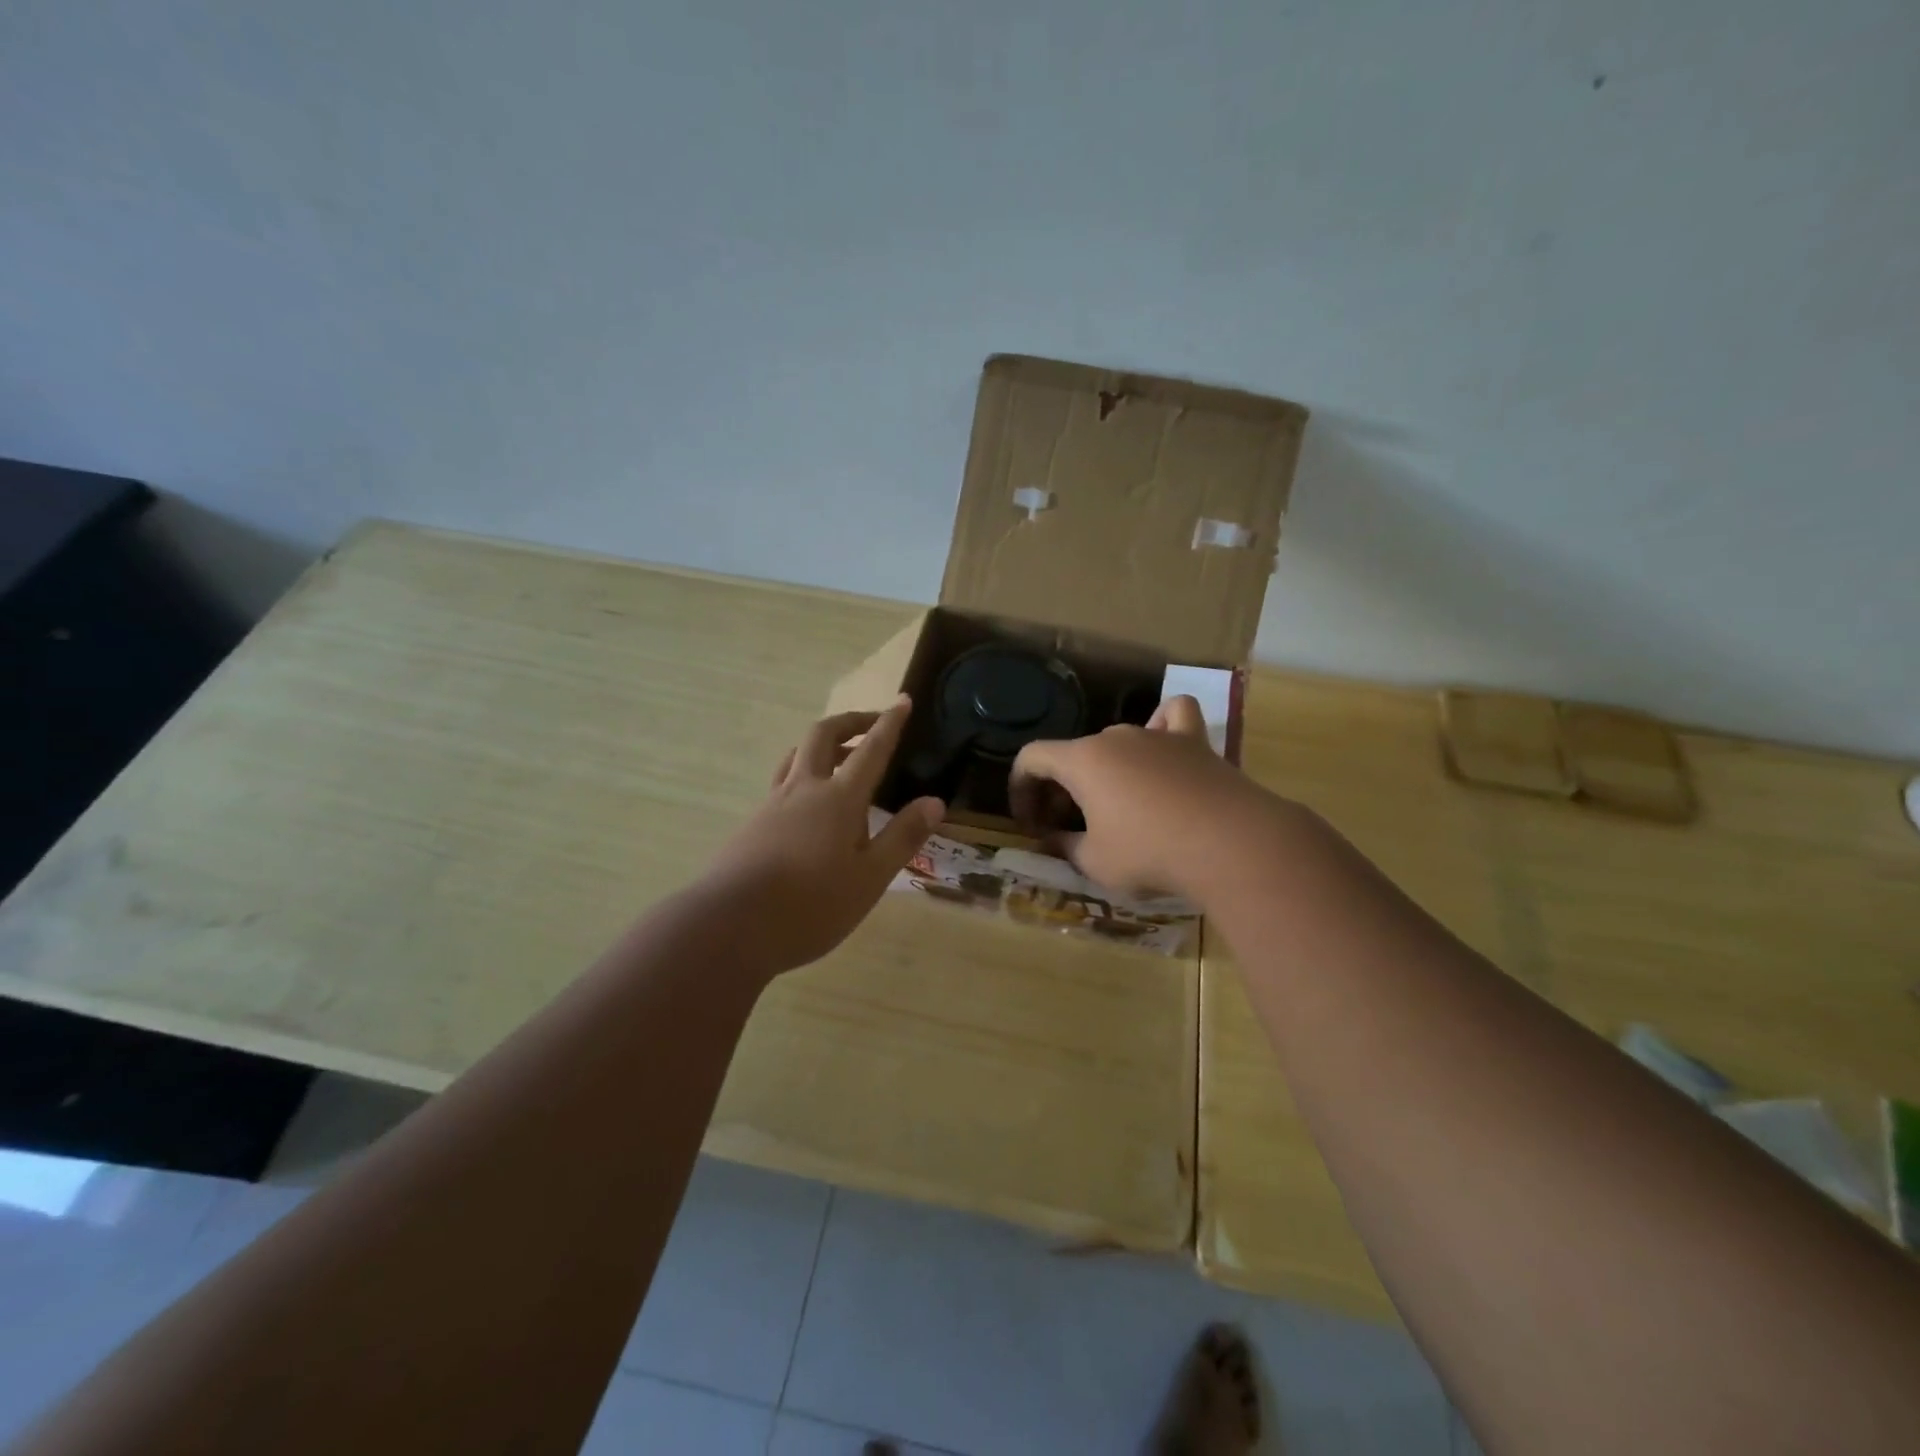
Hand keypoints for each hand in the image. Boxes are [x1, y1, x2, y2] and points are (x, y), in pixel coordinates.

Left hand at [700, 698, 943, 974]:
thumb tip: (935, 802)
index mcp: (838, 799)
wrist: (730, 926)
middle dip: (850, 722)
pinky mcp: (753, 823)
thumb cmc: (811, 906)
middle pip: (823, 736)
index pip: (870, 749)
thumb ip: (902, 837)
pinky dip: (804, 773)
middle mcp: (803, 790)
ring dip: (823, 744)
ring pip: (797, 755)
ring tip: (841, 756)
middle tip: (872, 723)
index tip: (903, 700)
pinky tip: (809, 804)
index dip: (889, 723)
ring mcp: (773, 804)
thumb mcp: (870, 878)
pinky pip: (783, 781)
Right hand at [1009, 695, 1273, 897]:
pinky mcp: (1195, 742)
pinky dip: (1162, 727)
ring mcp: (1157, 735)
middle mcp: (1115, 737)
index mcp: (1082, 760)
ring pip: (1117, 741)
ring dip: (1106, 769)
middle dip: (1063, 788)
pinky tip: (1162, 746)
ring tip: (1115, 802)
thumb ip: (1066, 847)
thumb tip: (1053, 839)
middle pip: (1075, 753)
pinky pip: (1173, 717)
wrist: (1230, 844)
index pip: (1032, 758)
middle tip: (1070, 827)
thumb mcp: (1095, 862)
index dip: (1021, 788)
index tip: (1030, 823)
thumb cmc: (1150, 852)